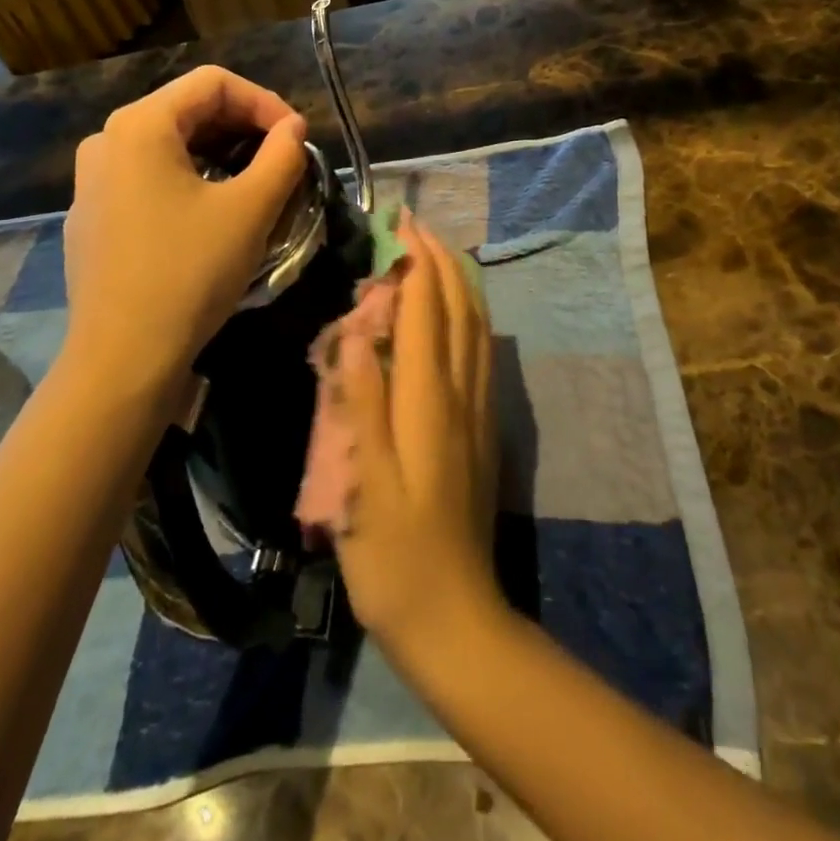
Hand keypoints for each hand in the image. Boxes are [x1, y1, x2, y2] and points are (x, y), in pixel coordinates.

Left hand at [60, 66, 306, 400]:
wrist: (123, 357)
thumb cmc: (189, 273)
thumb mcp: (250, 210)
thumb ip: (282, 157)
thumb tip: (294, 128)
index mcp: (139, 125)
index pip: (214, 83)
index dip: (265, 102)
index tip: (297, 137)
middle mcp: (106, 140)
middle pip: (188, 108)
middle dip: (244, 126)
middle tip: (283, 158)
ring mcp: (92, 180)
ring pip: (169, 143)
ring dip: (221, 152)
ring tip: (256, 182)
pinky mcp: (93, 215)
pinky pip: (148, 175)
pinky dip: (190, 177)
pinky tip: (213, 211)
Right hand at [332, 215, 505, 662]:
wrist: (455, 616)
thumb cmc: (395, 555)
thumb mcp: (363, 482)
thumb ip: (360, 402)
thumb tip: (355, 331)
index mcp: (428, 401)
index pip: (427, 312)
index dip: (417, 263)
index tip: (403, 224)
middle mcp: (461, 394)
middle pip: (460, 310)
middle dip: (442, 262)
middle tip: (418, 228)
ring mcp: (478, 411)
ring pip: (477, 328)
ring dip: (460, 283)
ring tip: (439, 256)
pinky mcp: (484, 430)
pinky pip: (481, 353)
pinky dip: (470, 317)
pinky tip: (459, 317)